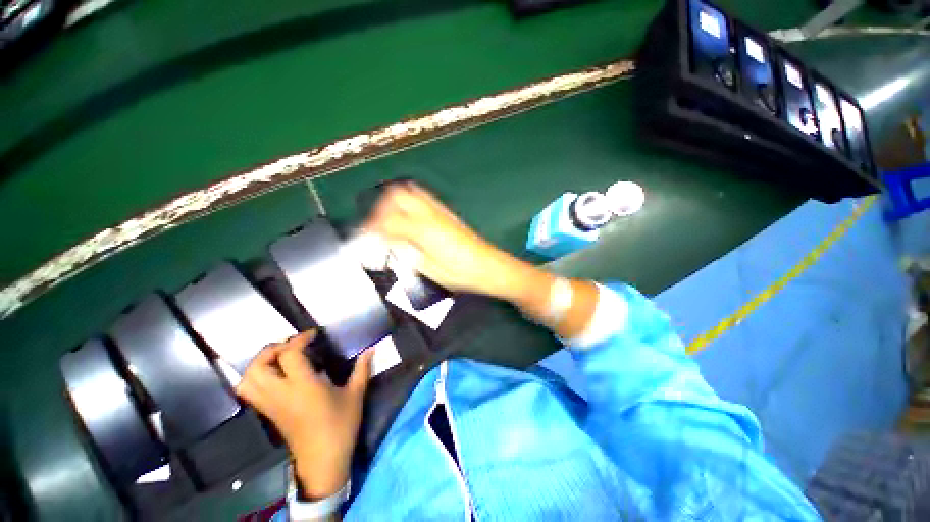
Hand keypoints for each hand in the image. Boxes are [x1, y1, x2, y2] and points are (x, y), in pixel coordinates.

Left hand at [235, 330, 373, 498]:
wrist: (323, 460)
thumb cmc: (341, 425)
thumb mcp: (355, 395)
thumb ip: (362, 369)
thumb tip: (372, 349)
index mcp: (303, 386)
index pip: (289, 355)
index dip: (299, 339)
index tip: (314, 335)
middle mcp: (281, 394)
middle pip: (259, 366)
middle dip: (273, 349)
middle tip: (292, 346)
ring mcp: (271, 405)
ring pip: (248, 380)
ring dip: (260, 364)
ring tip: (280, 358)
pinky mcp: (269, 414)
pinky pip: (250, 393)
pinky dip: (256, 378)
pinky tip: (276, 375)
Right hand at [364, 182, 546, 301]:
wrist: (489, 266)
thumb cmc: (461, 273)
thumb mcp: (430, 269)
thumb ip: (407, 253)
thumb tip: (388, 242)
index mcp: (424, 230)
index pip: (388, 221)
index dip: (372, 228)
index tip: (363, 237)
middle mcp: (430, 215)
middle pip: (397, 196)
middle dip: (381, 208)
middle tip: (377, 226)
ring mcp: (440, 211)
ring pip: (411, 192)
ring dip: (395, 202)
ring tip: (390, 220)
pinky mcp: (447, 213)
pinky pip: (424, 198)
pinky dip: (409, 202)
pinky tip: (409, 217)